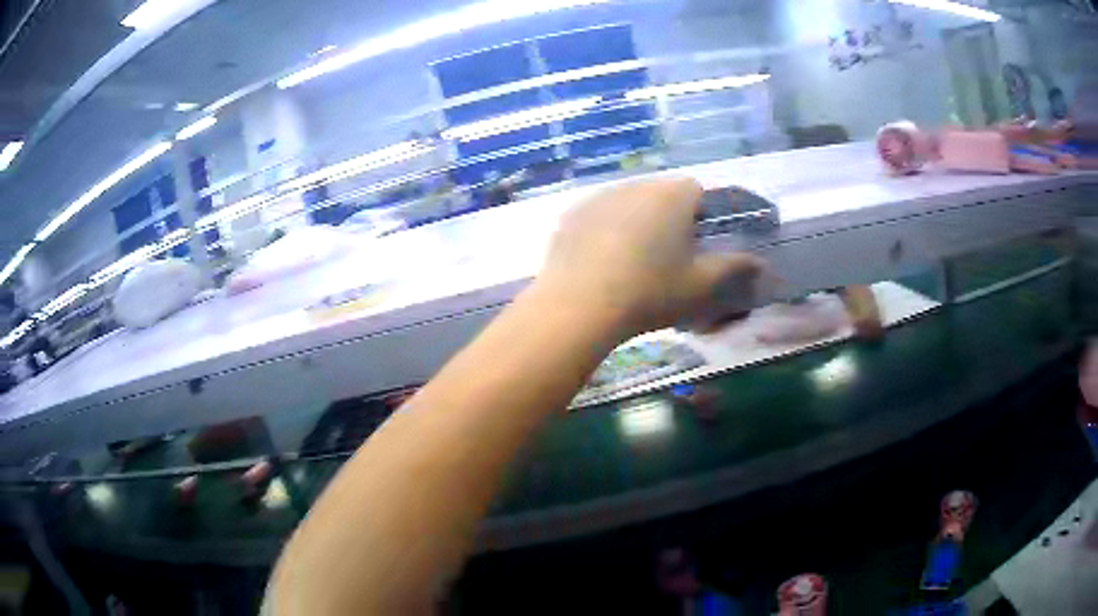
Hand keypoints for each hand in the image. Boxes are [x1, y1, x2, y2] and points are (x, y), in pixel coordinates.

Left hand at [535, 177, 766, 338]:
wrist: (579, 306)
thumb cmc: (650, 293)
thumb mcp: (701, 285)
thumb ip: (734, 268)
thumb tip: (760, 262)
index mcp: (672, 194)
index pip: (697, 191)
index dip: (702, 216)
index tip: (697, 245)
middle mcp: (637, 184)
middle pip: (662, 194)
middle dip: (670, 218)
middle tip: (666, 257)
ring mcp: (600, 196)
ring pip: (630, 202)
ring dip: (637, 221)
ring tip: (631, 261)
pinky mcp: (572, 214)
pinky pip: (600, 214)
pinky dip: (606, 229)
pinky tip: (601, 262)